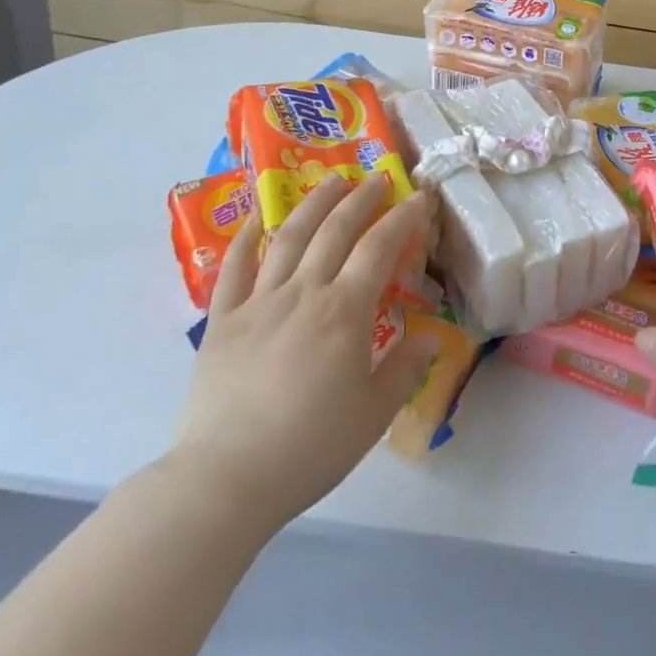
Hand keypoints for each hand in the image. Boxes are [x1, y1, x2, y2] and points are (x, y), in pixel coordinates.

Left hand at [167, 174, 440, 527]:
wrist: (225, 478)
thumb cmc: (309, 447)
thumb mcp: (374, 414)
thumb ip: (406, 368)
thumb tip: (432, 336)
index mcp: (345, 311)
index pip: (380, 248)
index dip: (403, 218)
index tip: (419, 197)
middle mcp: (304, 292)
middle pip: (335, 230)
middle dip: (362, 198)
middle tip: (379, 177)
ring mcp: (259, 302)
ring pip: (289, 236)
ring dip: (314, 203)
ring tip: (331, 181)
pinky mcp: (223, 320)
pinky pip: (234, 268)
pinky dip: (246, 238)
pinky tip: (257, 218)